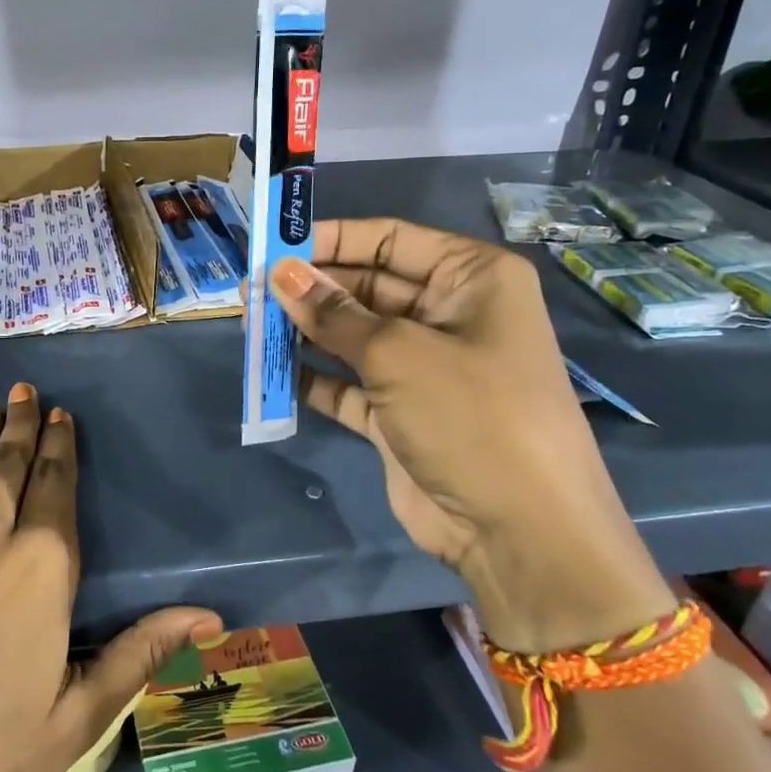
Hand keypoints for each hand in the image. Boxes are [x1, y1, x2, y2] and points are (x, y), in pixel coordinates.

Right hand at [268, 220, 672, 655]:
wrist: (519, 531)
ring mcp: (425, 368)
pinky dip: (315, 378)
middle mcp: (450, 316)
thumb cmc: (471, 415)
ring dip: (306, 331)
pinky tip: (272, 371)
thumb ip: (333, 313)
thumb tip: (279, 273)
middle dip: (311, 288)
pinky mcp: (401, 414)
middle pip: (367, 287)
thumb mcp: (398, 353)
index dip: (331, 239)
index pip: (391, 241)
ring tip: (251, 323)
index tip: (275, 244)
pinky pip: (349, 384)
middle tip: (251, 289)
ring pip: (353, 336)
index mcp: (472, 280)